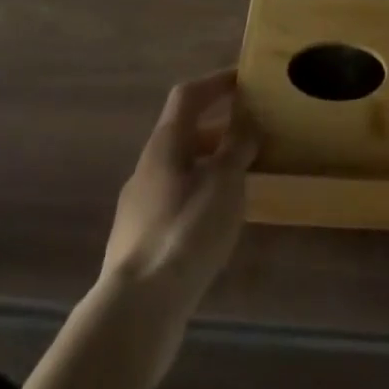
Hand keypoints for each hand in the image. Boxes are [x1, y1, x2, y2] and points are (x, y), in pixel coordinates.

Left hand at [102, 70, 256, 323]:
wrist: (137, 309)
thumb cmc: (186, 230)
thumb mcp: (225, 181)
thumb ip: (238, 146)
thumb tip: (247, 120)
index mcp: (165, 144)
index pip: (188, 96)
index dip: (216, 82)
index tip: (244, 79)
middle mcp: (147, 168)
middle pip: (183, 134)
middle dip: (218, 129)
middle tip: (251, 134)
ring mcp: (139, 207)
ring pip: (180, 171)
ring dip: (210, 166)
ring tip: (242, 180)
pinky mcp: (140, 243)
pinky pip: (176, 204)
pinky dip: (200, 199)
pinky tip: (219, 223)